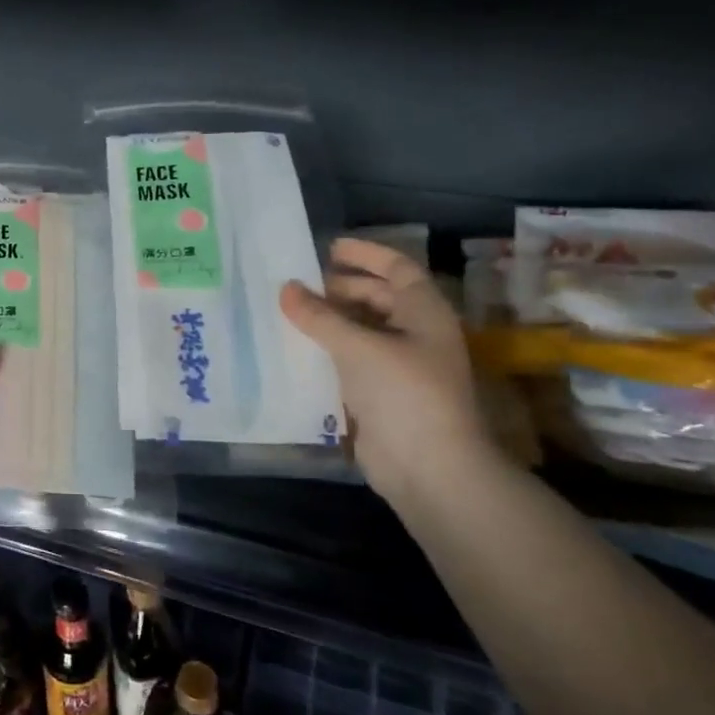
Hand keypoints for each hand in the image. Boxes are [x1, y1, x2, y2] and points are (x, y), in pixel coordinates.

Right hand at [280, 238, 495, 505]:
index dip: (365, 254)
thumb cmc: (403, 393)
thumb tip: (286, 287)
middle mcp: (415, 334)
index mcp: (424, 313)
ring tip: (289, 312)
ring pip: (361, 330)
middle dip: (340, 287)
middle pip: (378, 298)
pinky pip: (351, 360)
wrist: (428, 467)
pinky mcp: (381, 395)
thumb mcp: (358, 347)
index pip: (396, 268)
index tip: (328, 247)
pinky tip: (296, 349)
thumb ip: (319, 316)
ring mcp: (399, 366)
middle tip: (297, 284)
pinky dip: (327, 350)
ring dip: (329, 320)